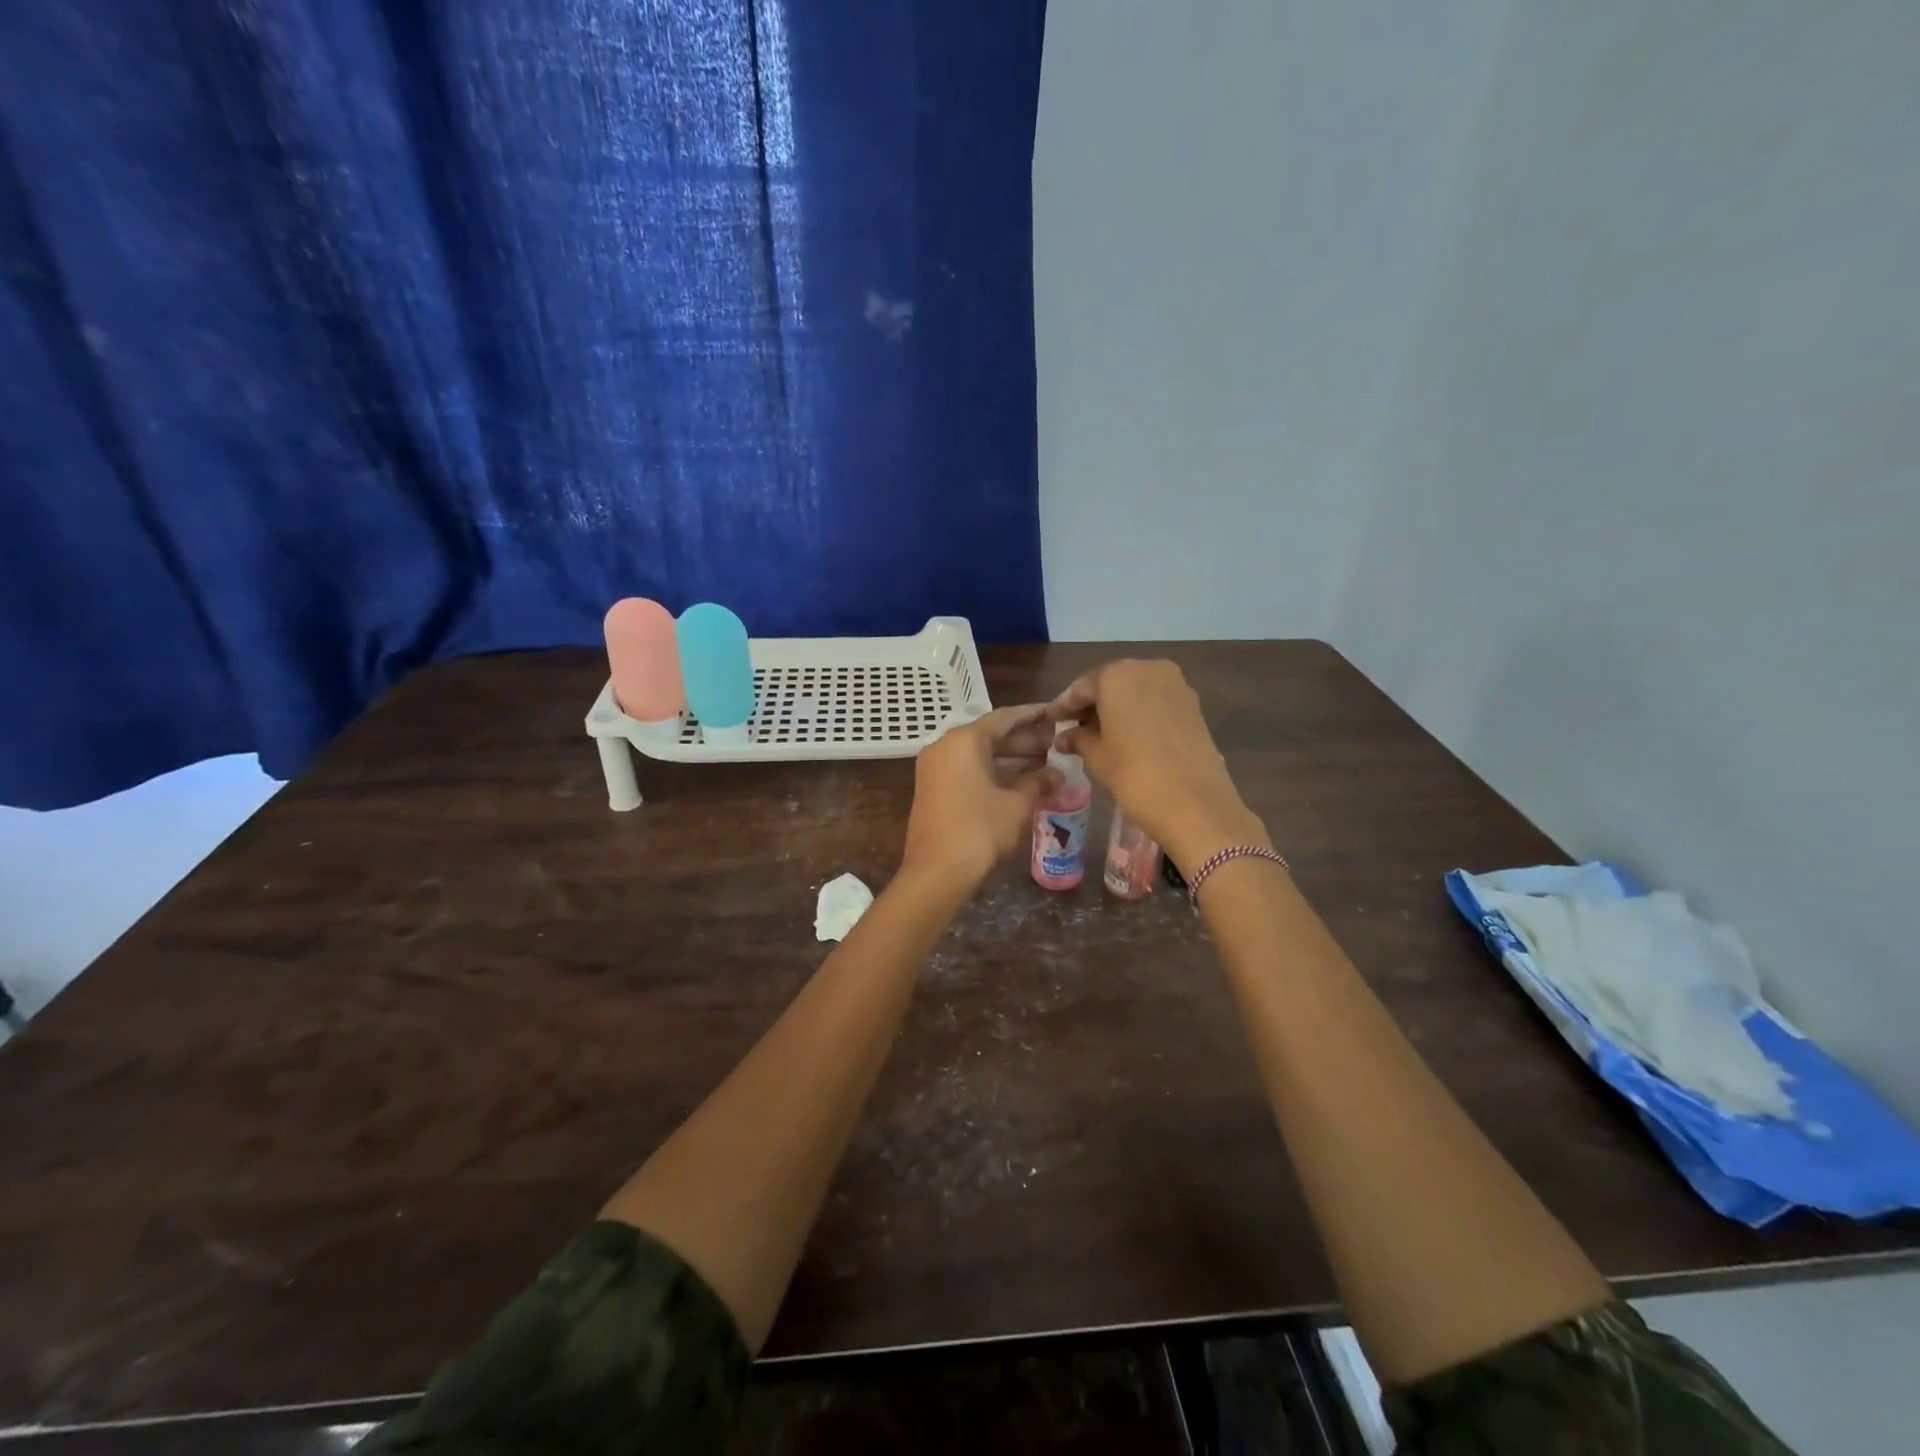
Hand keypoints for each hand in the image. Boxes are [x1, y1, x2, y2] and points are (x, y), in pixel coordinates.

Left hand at [903, 706, 1059, 885]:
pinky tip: (1019, 783)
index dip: (1033, 715)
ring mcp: (935, 768)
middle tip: (1055, 744)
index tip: (1055, 714)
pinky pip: (967, 770)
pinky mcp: (933, 789)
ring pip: (978, 754)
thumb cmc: (980, 830)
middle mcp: (945, 747)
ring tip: (1044, 764)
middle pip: (990, 735)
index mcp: (964, 740)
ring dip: (1010, 758)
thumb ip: (1038, 782)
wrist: (936, 871)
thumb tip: (1058, 775)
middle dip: (1024, 740)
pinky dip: (992, 772)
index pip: (1004, 718)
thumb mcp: (1016, 805)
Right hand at [1044, 660, 1265, 868]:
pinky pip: (1155, 702)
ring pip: (1135, 691)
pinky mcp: (1193, 704)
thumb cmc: (1134, 775)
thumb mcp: (1097, 756)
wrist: (1196, 805)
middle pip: (1110, 683)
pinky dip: (1138, 713)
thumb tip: (1064, 737)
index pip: (1082, 687)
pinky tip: (1126, 735)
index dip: (1063, 706)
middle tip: (1072, 727)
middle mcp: (1147, 669)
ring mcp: (1175, 684)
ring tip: (1098, 734)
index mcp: (1117, 675)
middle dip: (1092, 704)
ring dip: (1116, 708)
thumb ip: (1078, 739)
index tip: (1050, 720)